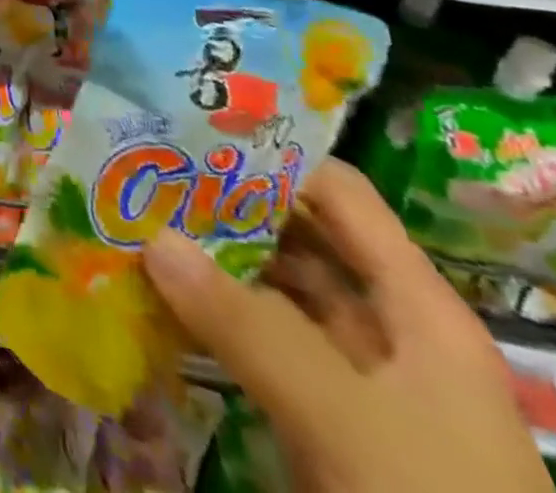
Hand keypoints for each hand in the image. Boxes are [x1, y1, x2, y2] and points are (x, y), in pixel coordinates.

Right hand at [142, 160, 550, 492]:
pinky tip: (159, 298)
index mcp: (418, 308)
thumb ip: (246, 324)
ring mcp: (355, 381)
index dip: (272, 155)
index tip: (191, 131)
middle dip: (225, 206)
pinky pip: (261, 348)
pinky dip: (214, 320)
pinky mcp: (324, 425)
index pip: (340, 195)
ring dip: (212, 262)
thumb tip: (152, 235)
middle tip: (145, 171)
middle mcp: (388, 330)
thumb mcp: (344, 420)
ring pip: (275, 295)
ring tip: (137, 221)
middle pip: (300, 240)